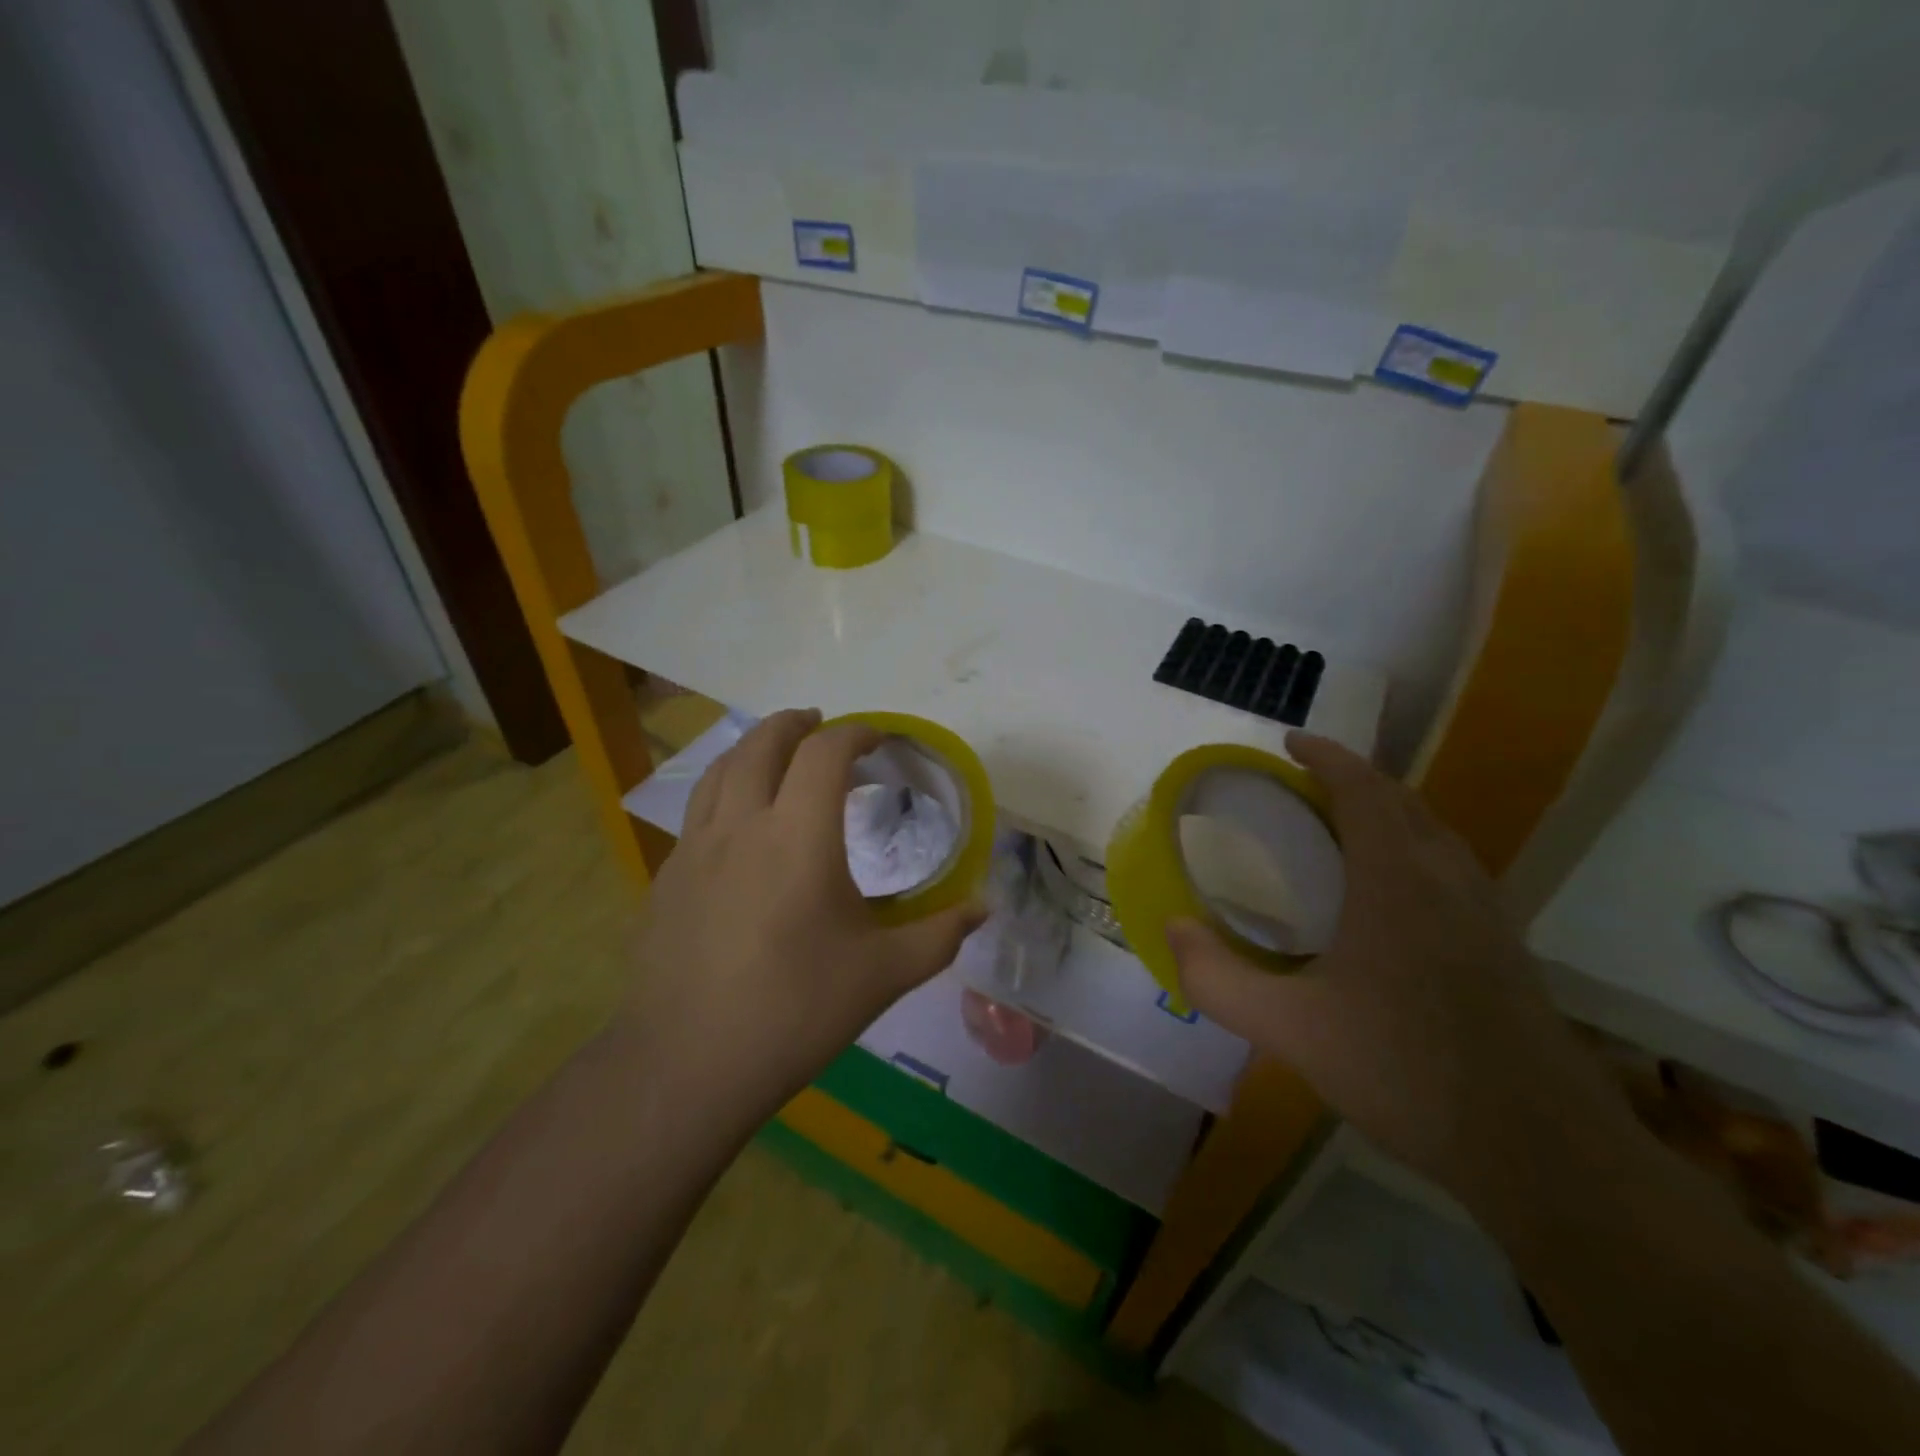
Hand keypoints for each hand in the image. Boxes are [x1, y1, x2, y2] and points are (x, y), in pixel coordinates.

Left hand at [619, 710, 985, 1107]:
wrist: (688, 1064)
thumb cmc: (795, 1011)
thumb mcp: (882, 974)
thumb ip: (939, 934)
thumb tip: (983, 907)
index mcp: (799, 835)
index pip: (826, 753)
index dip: (856, 733)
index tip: (878, 738)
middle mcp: (742, 825)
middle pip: (763, 744)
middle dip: (795, 724)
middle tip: (821, 725)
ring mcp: (695, 849)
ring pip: (721, 770)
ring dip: (753, 747)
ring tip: (776, 754)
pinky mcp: (668, 877)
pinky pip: (698, 811)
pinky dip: (725, 789)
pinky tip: (738, 824)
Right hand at [1169, 731, 1623, 1198]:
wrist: (1543, 1152)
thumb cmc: (1406, 1072)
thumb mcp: (1288, 1030)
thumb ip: (1217, 979)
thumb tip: (1173, 930)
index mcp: (1396, 880)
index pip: (1363, 789)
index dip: (1326, 756)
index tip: (1290, 743)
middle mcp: (1448, 880)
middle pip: (1403, 801)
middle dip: (1354, 780)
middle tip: (1304, 790)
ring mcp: (1488, 913)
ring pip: (1435, 834)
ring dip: (1389, 814)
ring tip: (1343, 832)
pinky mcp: (1508, 948)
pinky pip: (1453, 869)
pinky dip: (1415, 852)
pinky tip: (1392, 900)